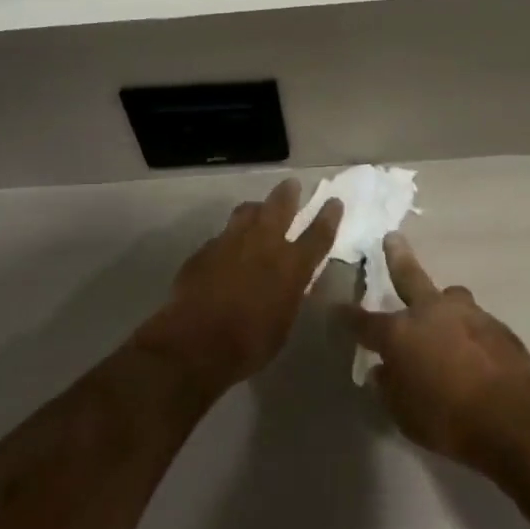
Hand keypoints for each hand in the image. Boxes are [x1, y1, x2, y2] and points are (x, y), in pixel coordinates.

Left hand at [138, 179, 342, 392]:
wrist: (195, 343)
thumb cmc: (249, 344)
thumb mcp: (284, 323)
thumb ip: (290, 295)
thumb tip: (294, 283)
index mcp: (292, 266)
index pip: (318, 234)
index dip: (328, 217)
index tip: (334, 201)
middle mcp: (264, 244)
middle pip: (280, 206)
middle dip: (288, 193)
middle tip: (292, 184)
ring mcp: (231, 242)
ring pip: (247, 211)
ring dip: (256, 209)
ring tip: (257, 210)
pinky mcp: (205, 249)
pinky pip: (223, 235)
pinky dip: (230, 237)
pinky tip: (227, 249)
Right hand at [346, 233, 529, 469]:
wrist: (511, 414)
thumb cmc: (447, 418)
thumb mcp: (404, 414)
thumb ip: (390, 388)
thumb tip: (382, 371)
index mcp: (400, 333)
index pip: (364, 322)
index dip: (347, 316)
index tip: (335, 307)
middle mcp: (430, 312)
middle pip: (409, 276)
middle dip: (397, 257)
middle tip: (392, 238)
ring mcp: (467, 313)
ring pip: (450, 296)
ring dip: (443, 302)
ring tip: (445, 312)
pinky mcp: (497, 326)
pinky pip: (475, 321)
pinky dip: (469, 330)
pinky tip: (474, 349)